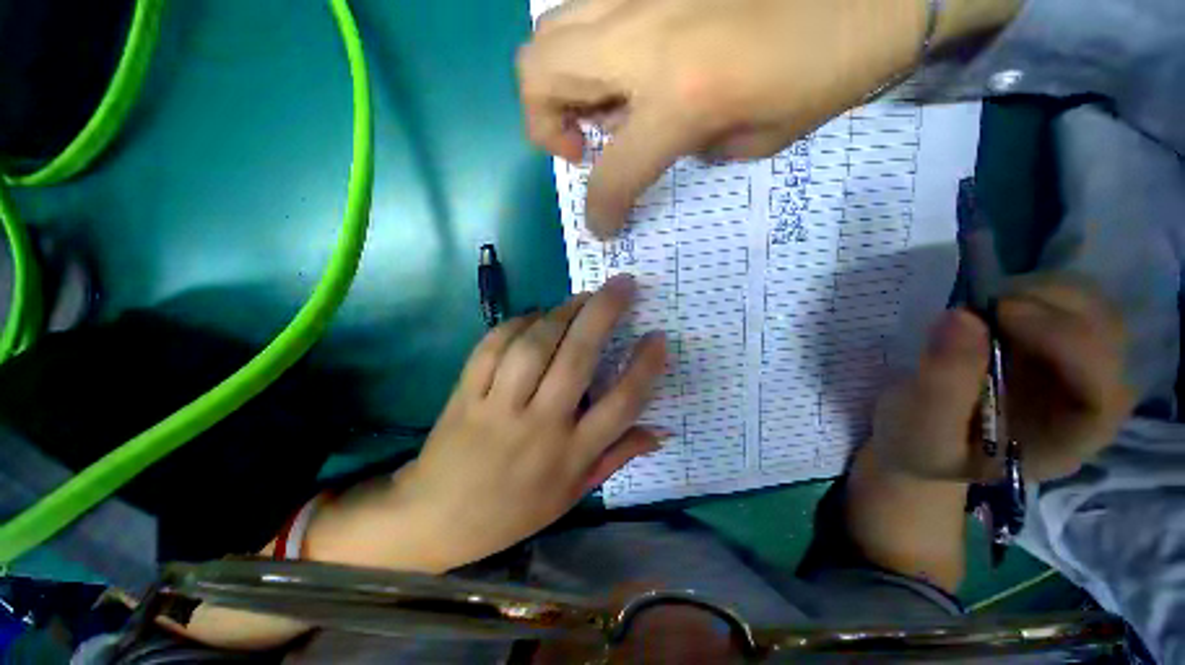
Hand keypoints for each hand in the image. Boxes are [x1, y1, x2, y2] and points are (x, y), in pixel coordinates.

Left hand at [392, 275, 666, 569]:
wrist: (438, 517)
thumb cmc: (516, 508)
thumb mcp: (574, 492)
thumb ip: (618, 456)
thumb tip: (661, 431)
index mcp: (570, 454)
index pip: (620, 404)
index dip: (644, 367)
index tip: (657, 337)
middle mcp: (540, 426)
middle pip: (577, 360)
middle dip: (604, 314)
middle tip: (622, 284)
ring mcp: (499, 407)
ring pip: (535, 346)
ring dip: (562, 313)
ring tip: (582, 297)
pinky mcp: (467, 394)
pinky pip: (494, 346)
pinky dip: (518, 323)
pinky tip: (536, 315)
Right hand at [517, 0, 1017, 237]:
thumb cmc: (830, 63)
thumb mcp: (756, 140)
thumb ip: (690, 148)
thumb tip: (660, 139)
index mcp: (681, 95)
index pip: (611, 175)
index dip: (600, 211)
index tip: (604, 226)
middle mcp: (642, 37)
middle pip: (537, 74)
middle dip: (544, 124)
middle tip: (580, 144)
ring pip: (548, 33)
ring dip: (558, 82)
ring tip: (598, 104)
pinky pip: (588, 8)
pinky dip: (587, 48)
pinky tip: (623, 63)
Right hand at [870, 280, 1133, 482]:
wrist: (921, 440)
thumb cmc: (923, 447)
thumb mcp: (923, 430)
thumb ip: (942, 386)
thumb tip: (961, 317)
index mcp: (1069, 439)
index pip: (1103, 386)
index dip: (1066, 340)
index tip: (998, 314)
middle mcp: (1089, 399)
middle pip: (1105, 336)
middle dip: (1048, 307)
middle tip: (980, 307)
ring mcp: (1076, 367)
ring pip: (1092, 309)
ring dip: (1039, 294)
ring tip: (982, 310)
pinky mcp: (1054, 345)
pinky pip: (1067, 302)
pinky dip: (1031, 292)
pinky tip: (992, 310)